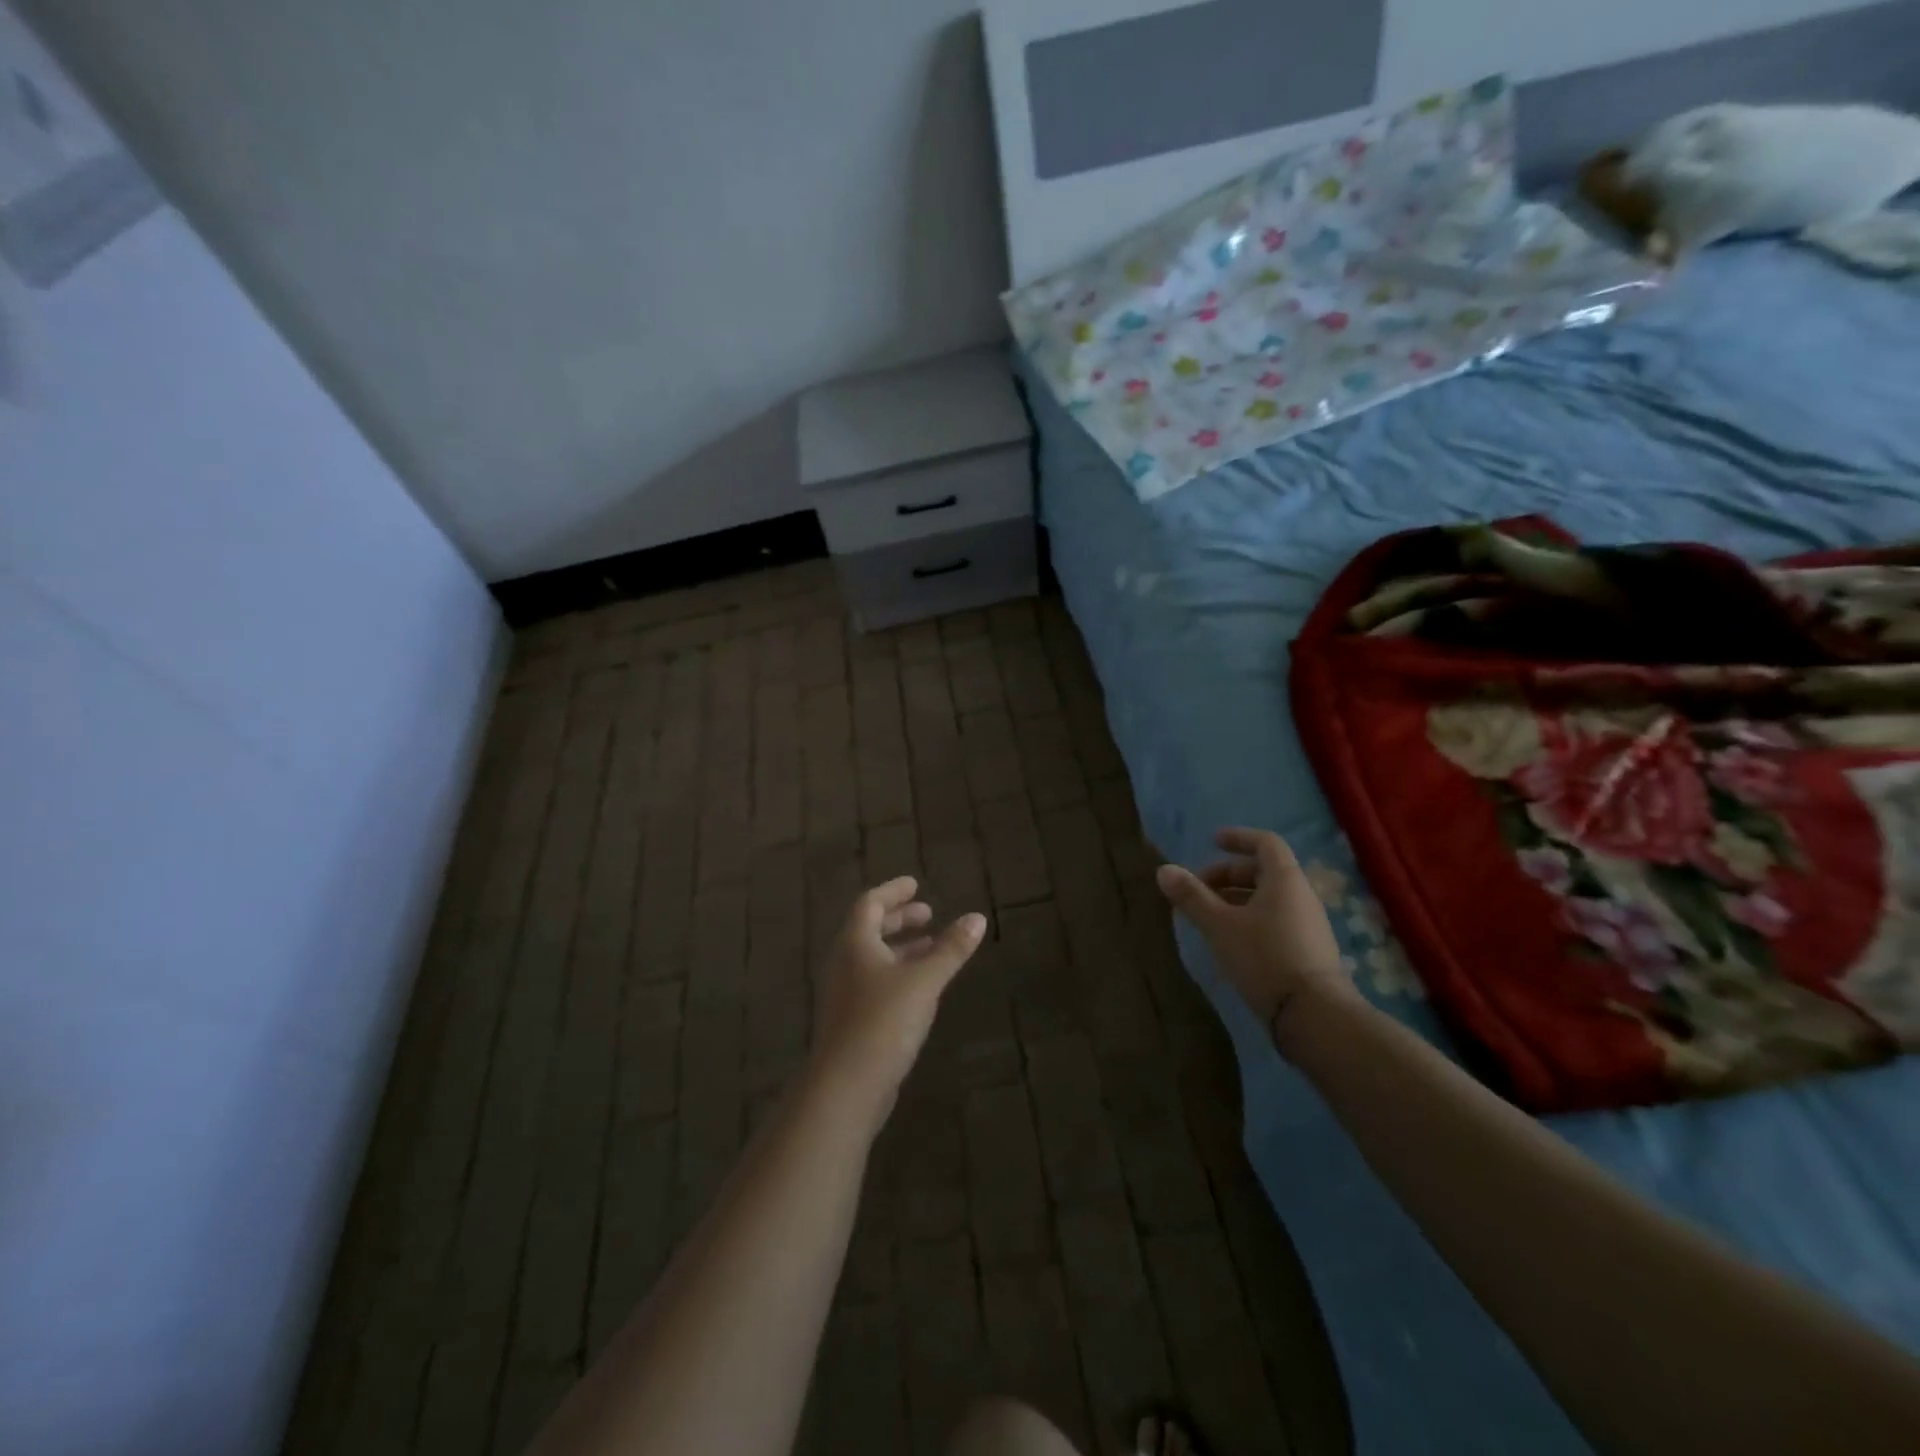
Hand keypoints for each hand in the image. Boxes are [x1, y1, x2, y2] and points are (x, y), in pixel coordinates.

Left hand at [810, 877, 985, 1124]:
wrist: (846, 1086)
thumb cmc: (883, 1022)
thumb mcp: (924, 980)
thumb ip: (951, 949)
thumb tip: (977, 918)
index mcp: (855, 943)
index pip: (870, 903)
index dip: (893, 892)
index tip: (916, 884)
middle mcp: (844, 963)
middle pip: (870, 929)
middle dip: (899, 919)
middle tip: (928, 913)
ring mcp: (845, 994)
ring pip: (873, 958)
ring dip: (901, 948)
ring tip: (932, 947)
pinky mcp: (851, 1020)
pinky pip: (875, 982)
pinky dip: (898, 973)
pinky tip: (921, 987)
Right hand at [1156, 827, 1353, 1030]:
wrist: (1314, 1015)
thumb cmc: (1264, 957)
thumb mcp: (1220, 926)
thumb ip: (1192, 897)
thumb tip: (1163, 869)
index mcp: (1284, 879)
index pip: (1265, 843)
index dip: (1238, 838)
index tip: (1213, 841)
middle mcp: (1301, 896)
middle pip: (1264, 871)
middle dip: (1228, 874)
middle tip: (1199, 889)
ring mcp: (1308, 924)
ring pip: (1269, 898)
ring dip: (1237, 899)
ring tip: (1208, 917)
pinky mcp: (1308, 950)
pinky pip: (1276, 920)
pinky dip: (1250, 918)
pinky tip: (1230, 941)